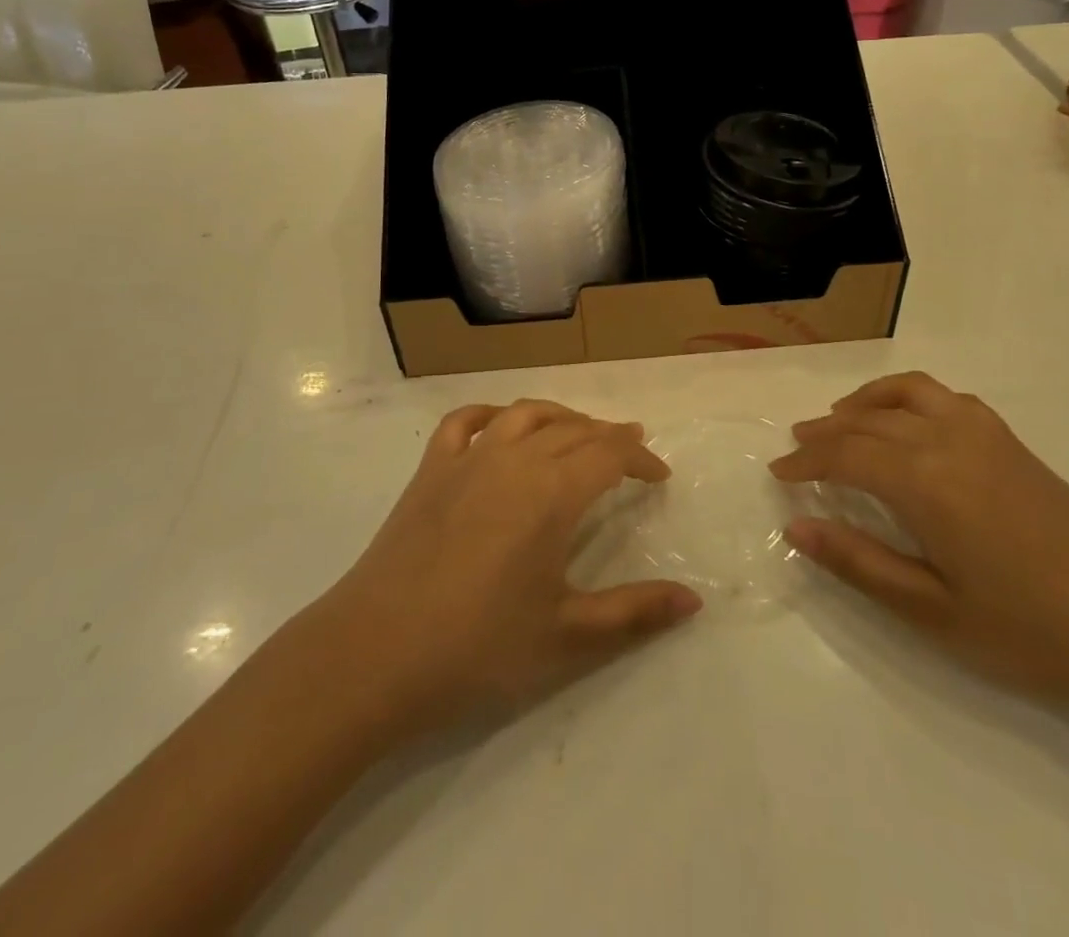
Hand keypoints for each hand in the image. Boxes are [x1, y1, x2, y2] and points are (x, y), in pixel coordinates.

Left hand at [313, 400, 701, 736]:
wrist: (375, 653)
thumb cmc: (478, 646)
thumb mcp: (567, 635)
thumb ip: (634, 612)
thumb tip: (693, 599)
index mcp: (552, 492)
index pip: (610, 454)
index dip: (640, 459)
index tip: (659, 477)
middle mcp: (515, 459)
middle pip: (573, 429)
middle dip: (608, 436)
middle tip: (629, 452)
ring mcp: (467, 459)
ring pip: (524, 414)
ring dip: (560, 416)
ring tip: (578, 432)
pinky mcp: (430, 470)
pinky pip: (464, 422)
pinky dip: (490, 414)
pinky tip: (499, 425)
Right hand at [772, 372, 1068, 713]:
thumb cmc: (1027, 631)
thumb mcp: (931, 610)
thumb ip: (858, 562)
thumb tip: (795, 526)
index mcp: (925, 482)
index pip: (845, 456)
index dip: (806, 462)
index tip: (778, 472)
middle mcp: (948, 441)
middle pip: (869, 421)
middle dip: (825, 431)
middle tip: (797, 446)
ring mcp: (984, 434)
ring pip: (908, 392)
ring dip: (866, 400)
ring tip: (841, 418)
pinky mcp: (1010, 441)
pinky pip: (945, 397)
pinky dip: (910, 397)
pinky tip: (907, 424)